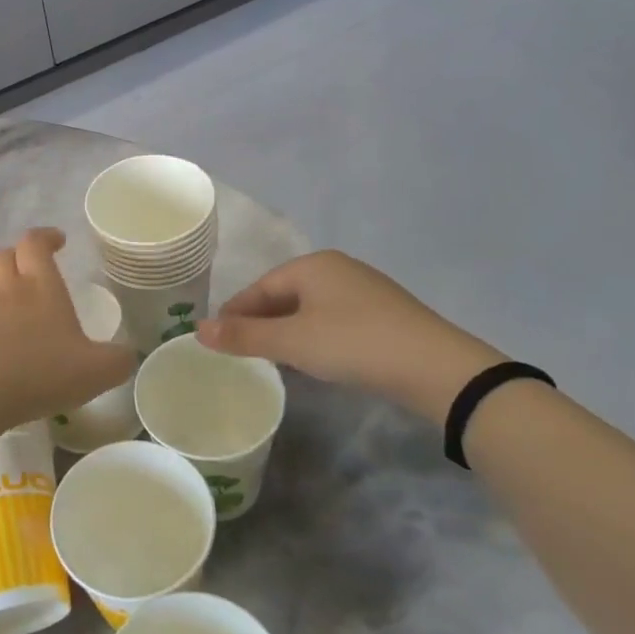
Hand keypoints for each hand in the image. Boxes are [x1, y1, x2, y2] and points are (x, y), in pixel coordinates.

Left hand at [0, 228, 135, 430]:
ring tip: (8, 292)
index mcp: (42, 286)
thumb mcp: (98, 371)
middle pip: (6, 255)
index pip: (35, 242)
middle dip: (21, 257)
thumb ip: (120, 360)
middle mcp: (8, 288)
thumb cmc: (42, 373)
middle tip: (36, 271)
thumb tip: (129, 355)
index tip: (58, 241)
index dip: (46, 236)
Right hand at [196, 251, 501, 424]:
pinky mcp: (384, 315)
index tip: (216, 338)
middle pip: (284, 294)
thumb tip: (198, 328)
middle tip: (240, 351)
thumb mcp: (292, 342)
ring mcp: (364, 290)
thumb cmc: (354, 344)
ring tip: (271, 358)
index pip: (260, 286)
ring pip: (310, 309)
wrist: (436, 368)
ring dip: (287, 331)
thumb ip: (244, 335)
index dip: (235, 312)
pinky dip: (314, 337)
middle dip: (260, 322)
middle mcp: (338, 269)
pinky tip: (314, 359)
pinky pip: (334, 320)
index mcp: (313, 265)